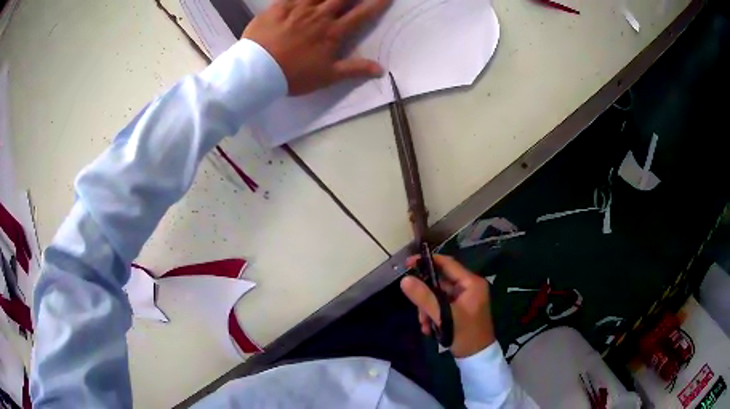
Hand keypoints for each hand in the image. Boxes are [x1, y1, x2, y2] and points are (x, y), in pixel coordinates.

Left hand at [242, 0, 389, 95]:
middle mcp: (319, 16)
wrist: (257, 71)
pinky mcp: (279, 7)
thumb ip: (354, 69)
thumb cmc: (293, 75)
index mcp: (333, 32)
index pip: (361, 14)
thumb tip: (381, 69)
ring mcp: (299, 9)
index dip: (376, 4)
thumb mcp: (327, 76)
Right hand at [400, 254, 495, 357]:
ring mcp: (464, 299)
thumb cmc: (465, 334)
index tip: (407, 264)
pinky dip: (433, 314)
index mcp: (471, 283)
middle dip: (425, 296)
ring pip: (438, 295)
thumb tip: (404, 280)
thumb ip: (424, 297)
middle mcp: (469, 287)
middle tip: (416, 308)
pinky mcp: (459, 309)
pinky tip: (429, 328)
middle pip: (440, 282)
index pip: (447, 264)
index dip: (427, 262)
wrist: (476, 357)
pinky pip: (441, 305)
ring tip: (424, 324)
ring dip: (427, 308)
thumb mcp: (444, 316)